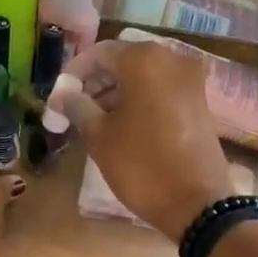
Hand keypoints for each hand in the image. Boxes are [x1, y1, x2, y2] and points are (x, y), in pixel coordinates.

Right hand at [51, 40, 236, 242]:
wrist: (196, 202)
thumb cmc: (141, 165)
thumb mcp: (99, 137)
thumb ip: (77, 107)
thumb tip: (62, 95)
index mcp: (144, 60)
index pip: (99, 53)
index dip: (74, 73)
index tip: (59, 98)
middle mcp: (171, 60)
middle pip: (123, 62)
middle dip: (95, 83)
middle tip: (73, 110)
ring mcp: (190, 81)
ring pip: (142, 77)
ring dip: (115, 93)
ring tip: (93, 122)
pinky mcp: (198, 102)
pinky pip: (160, 91)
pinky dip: (138, 101)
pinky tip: (121, 127)